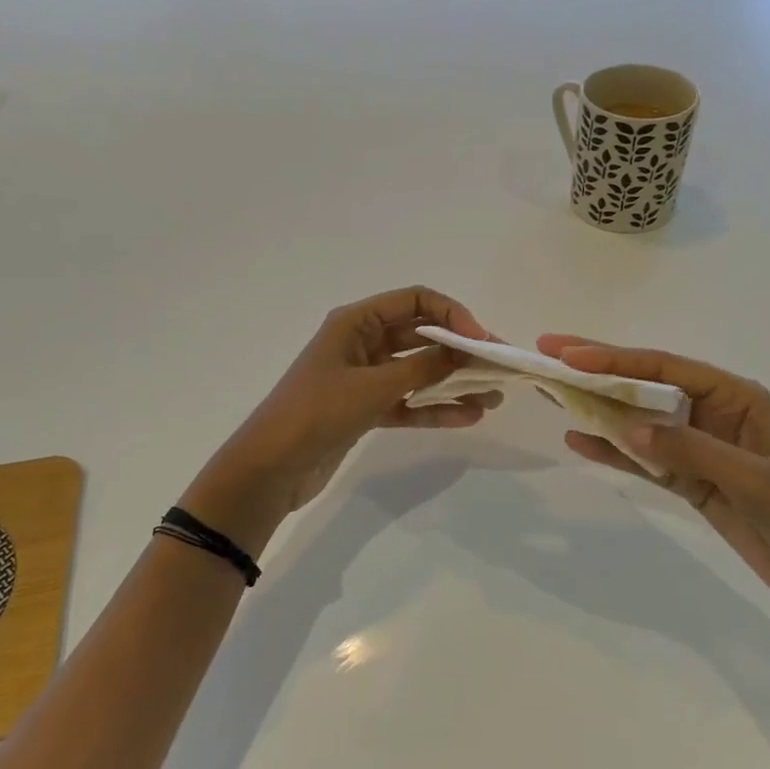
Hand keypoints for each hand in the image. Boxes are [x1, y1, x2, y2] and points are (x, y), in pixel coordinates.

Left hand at [181, 288, 500, 549]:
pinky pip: (407, 402)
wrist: (270, 468)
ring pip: (418, 372)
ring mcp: (364, 377)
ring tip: (493, 397)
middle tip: (499, 367)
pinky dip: (434, 408)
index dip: (453, 314)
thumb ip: (422, 368)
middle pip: (421, 336)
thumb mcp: (374, 386)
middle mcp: (362, 342)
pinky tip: (468, 417)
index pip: (416, 300)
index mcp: (357, 322)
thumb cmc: (317, 413)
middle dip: (460, 350)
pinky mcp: (364, 410)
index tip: (481, 340)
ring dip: (453, 382)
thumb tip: (463, 352)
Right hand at [538, 335, 769, 619]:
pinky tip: (578, 441)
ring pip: (638, 420)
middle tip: (549, 354)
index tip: (570, 354)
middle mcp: (711, 413)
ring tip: (552, 393)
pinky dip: (613, 451)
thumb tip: (628, 429)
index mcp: (735, 396)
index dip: (615, 358)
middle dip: (597, 372)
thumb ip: (691, 451)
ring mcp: (697, 447)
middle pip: (645, 386)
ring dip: (598, 409)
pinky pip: (644, 459)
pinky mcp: (690, 480)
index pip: (665, 367)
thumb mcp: (755, 479)